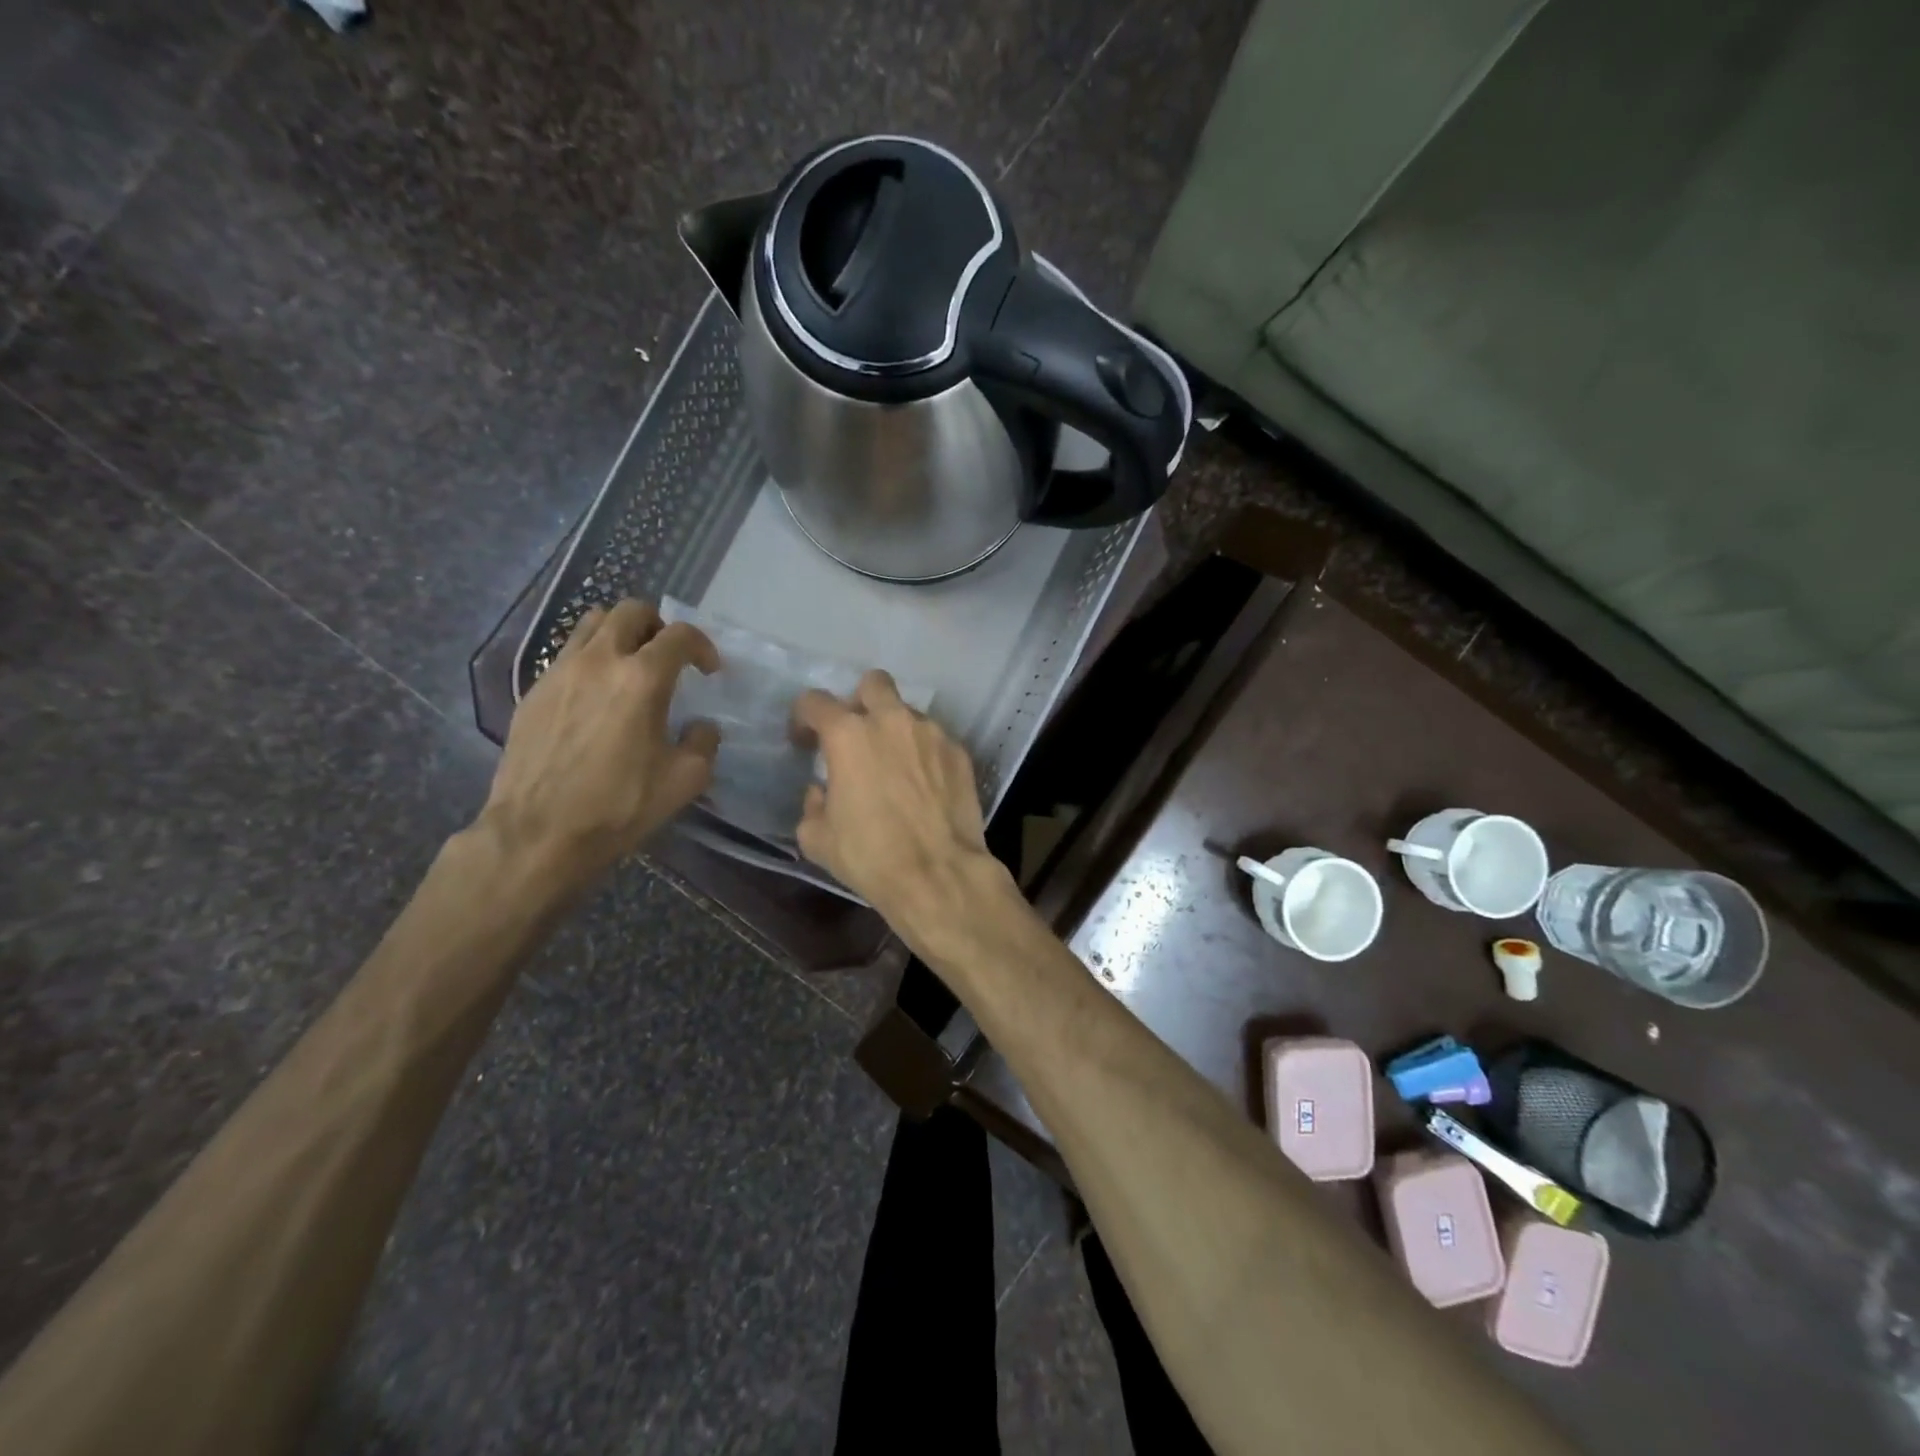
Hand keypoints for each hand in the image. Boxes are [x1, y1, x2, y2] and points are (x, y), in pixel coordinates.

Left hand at [479, 599, 719, 886]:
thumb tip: (700, 727)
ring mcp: (560, 672)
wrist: (538, 833)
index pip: (680, 635)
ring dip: (620, 634)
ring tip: (630, 666)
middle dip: (658, 626)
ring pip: (592, 624)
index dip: (702, 646)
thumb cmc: (619, 805)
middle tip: (668, 656)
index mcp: (642, 678)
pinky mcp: (533, 692)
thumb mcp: (685, 780)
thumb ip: (703, 742)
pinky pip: (567, 656)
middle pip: (630, 611)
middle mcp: (599, 661)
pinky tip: (597, 698)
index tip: (709, 671)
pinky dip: (591, 661)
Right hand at [792, 671, 1011, 945]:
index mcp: (849, 735)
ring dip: (895, 729)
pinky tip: (924, 784)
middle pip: (872, 684)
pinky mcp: (960, 752)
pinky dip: (924, 753)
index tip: (805, 742)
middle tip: (856, 736)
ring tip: (895, 765)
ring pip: (908, 712)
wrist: (938, 874)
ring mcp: (932, 733)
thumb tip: (822, 791)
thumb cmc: (870, 856)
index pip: (815, 701)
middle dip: (859, 702)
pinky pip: (935, 739)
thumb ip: (812, 804)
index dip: (804, 718)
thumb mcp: (818, 838)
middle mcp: (892, 721)